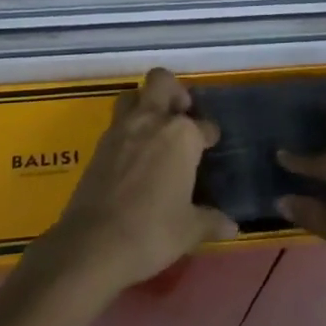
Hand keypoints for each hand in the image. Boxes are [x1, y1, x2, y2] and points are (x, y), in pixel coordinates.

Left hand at [34, 68, 236, 301]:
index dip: (209, 135)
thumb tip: (231, 226)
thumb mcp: (188, 230)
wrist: (94, 243)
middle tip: (181, 114)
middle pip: (162, 82)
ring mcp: (122, 129)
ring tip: (154, 129)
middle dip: (174, 92)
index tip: (210, 144)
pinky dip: (127, 130)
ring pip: (133, 96)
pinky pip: (116, 123)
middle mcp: (152, 120)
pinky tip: (133, 155)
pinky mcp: (99, 144)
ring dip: (144, 104)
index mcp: (181, 135)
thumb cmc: (152, 231)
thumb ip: (210, 221)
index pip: (203, 126)